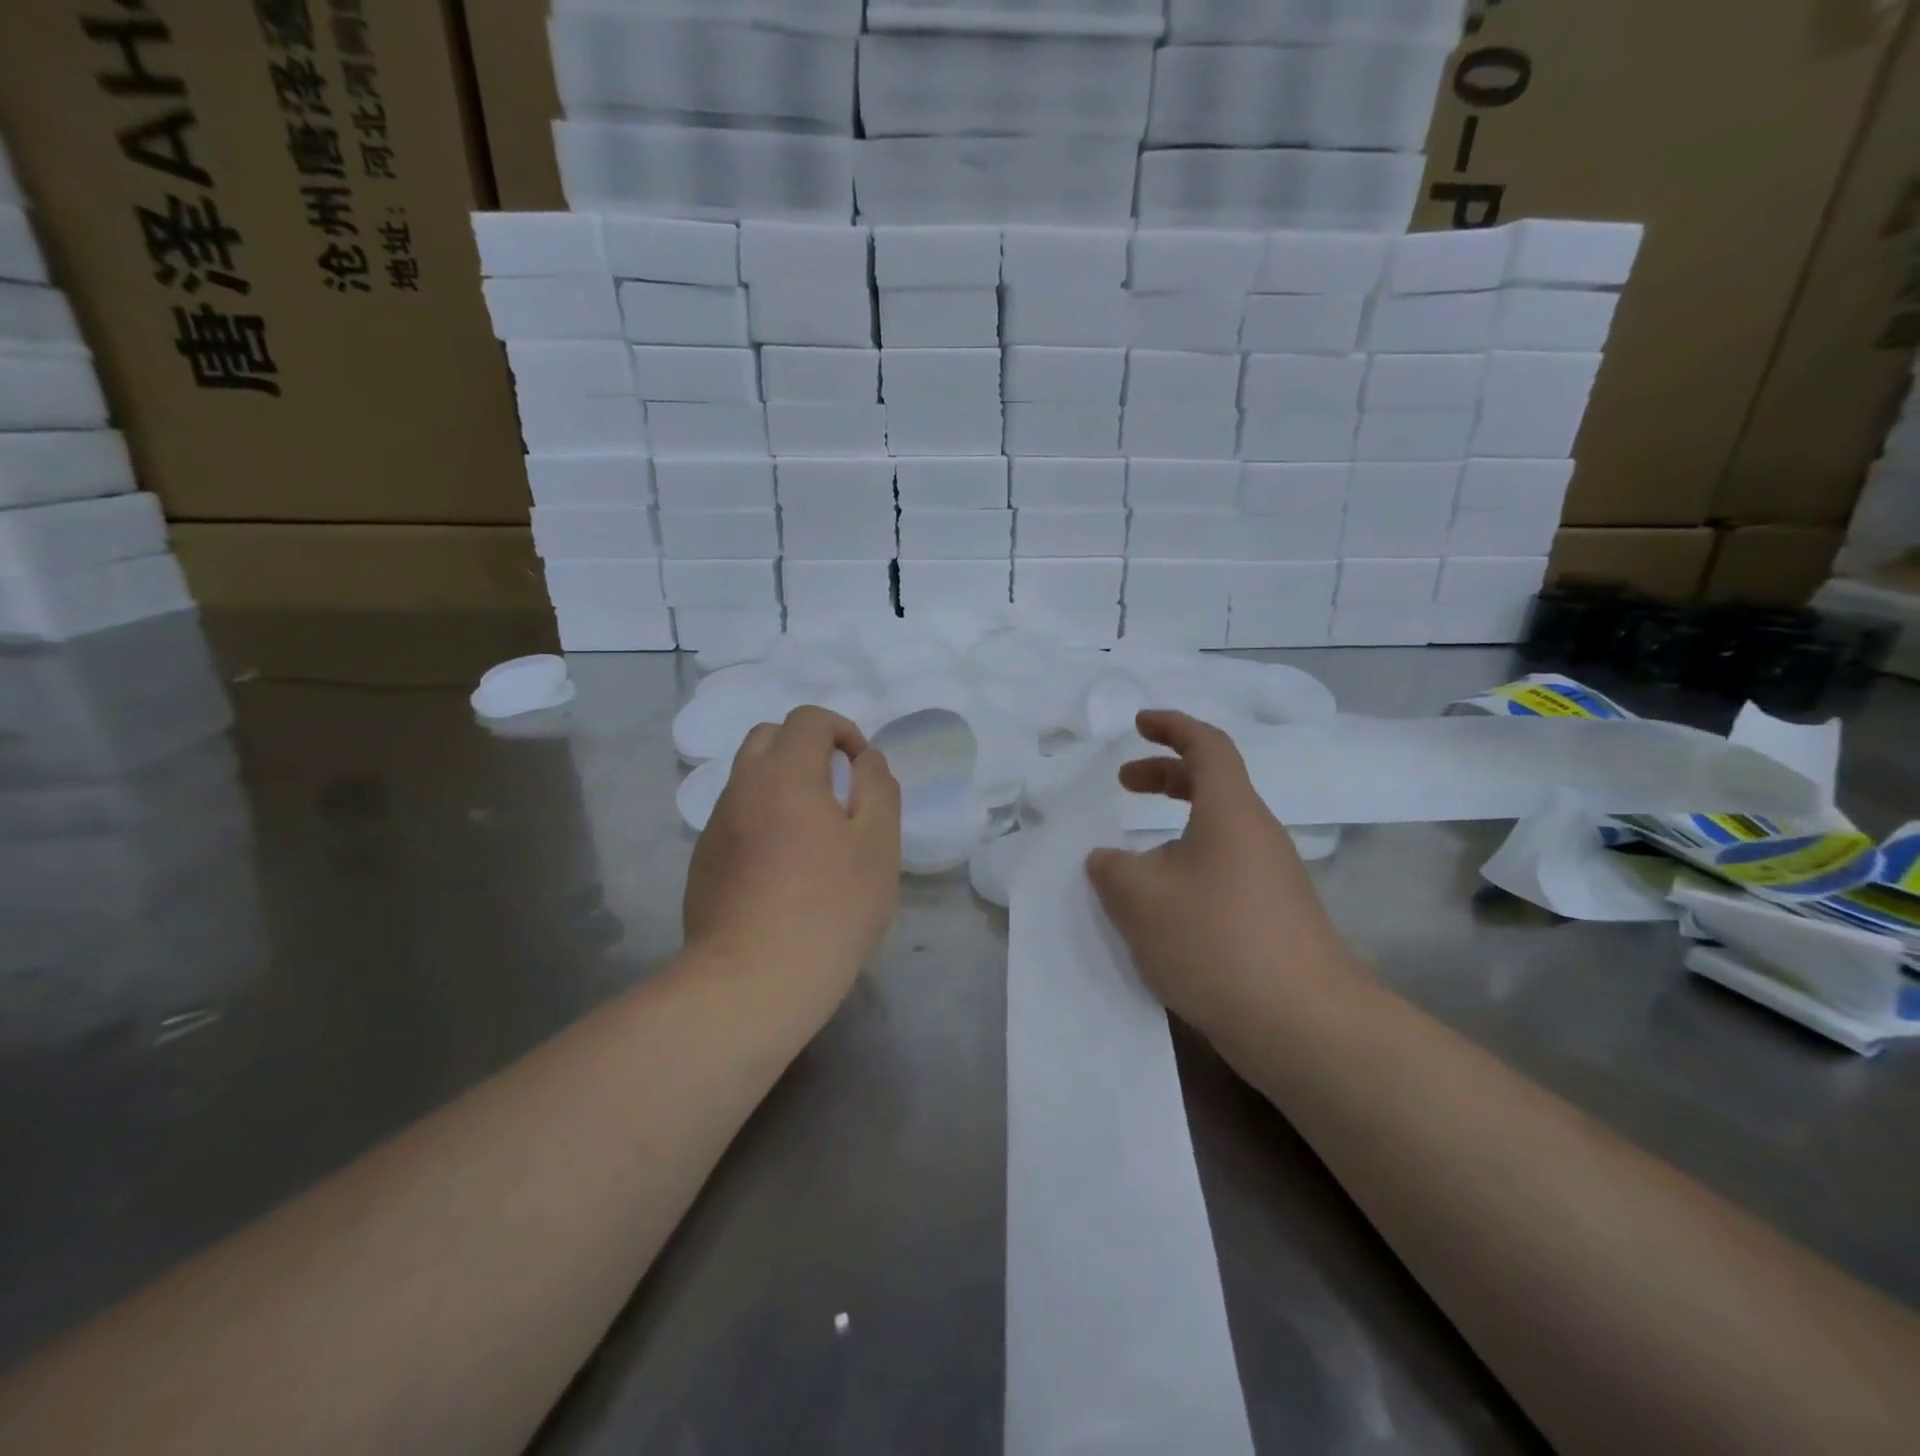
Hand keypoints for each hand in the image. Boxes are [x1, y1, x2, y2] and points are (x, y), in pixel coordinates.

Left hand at [684, 707, 901, 1005]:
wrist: (752, 982)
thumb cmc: (829, 909)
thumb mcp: (878, 845)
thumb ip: (878, 788)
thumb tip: (865, 759)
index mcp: (785, 775)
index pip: (808, 719)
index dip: (843, 731)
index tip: (861, 771)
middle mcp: (742, 788)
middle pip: (769, 737)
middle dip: (806, 748)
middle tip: (836, 792)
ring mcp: (715, 826)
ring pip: (748, 778)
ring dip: (782, 783)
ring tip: (812, 835)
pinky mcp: (702, 861)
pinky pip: (736, 817)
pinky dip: (762, 818)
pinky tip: (781, 870)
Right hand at [1086, 710, 1366, 1037]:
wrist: (1303, 1024)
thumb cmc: (1215, 939)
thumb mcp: (1140, 898)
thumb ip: (1111, 868)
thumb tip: (1108, 860)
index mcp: (1230, 812)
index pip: (1207, 745)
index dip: (1171, 726)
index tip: (1138, 724)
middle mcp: (1257, 835)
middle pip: (1212, 785)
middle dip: (1164, 776)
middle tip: (1124, 784)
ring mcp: (1272, 878)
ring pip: (1216, 833)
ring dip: (1172, 832)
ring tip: (1130, 864)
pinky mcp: (1275, 918)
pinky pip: (1223, 871)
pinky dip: (1187, 869)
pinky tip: (1161, 912)